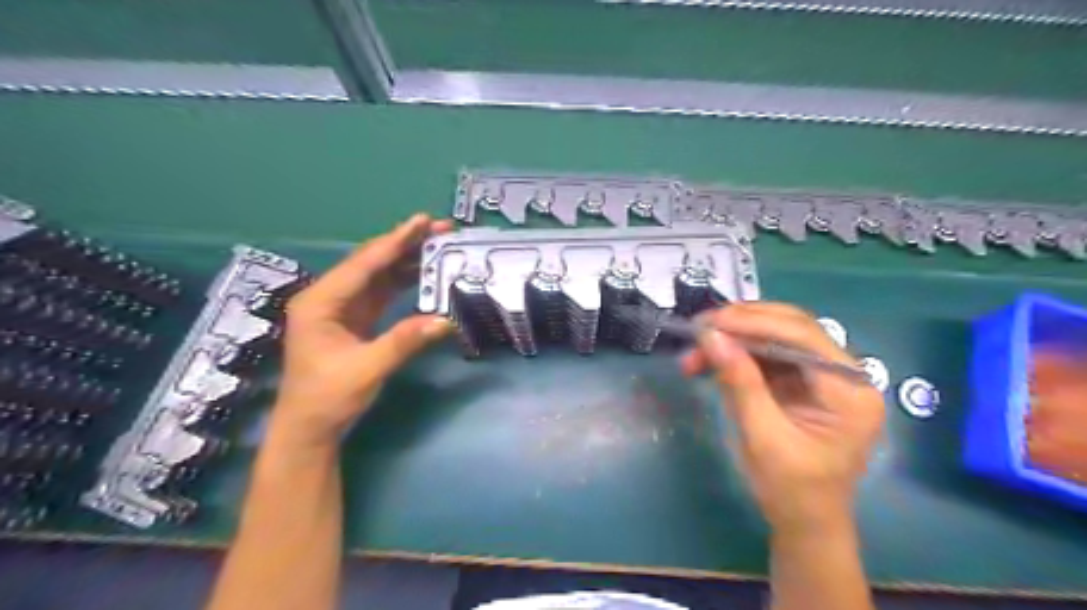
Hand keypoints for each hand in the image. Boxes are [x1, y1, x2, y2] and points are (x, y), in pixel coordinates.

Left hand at [276, 216, 456, 447]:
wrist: (310, 428)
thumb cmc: (327, 398)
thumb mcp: (366, 370)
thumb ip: (404, 342)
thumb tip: (445, 321)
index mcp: (321, 302)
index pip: (364, 264)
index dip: (396, 241)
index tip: (423, 221)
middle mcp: (329, 297)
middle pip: (371, 262)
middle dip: (405, 244)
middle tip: (440, 229)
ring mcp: (341, 307)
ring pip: (378, 275)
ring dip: (407, 260)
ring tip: (438, 246)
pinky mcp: (354, 319)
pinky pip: (382, 292)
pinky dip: (403, 281)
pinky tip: (424, 273)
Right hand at [681, 305, 885, 534]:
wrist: (805, 523)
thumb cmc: (791, 490)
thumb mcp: (762, 438)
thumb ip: (740, 383)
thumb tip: (711, 336)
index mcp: (850, 391)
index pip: (803, 337)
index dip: (754, 322)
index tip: (710, 323)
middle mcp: (844, 375)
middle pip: (792, 328)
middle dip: (742, 325)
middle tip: (699, 328)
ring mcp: (824, 376)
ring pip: (776, 337)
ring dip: (735, 339)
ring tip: (696, 350)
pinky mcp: (804, 381)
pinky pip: (768, 355)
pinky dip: (738, 354)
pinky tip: (711, 360)